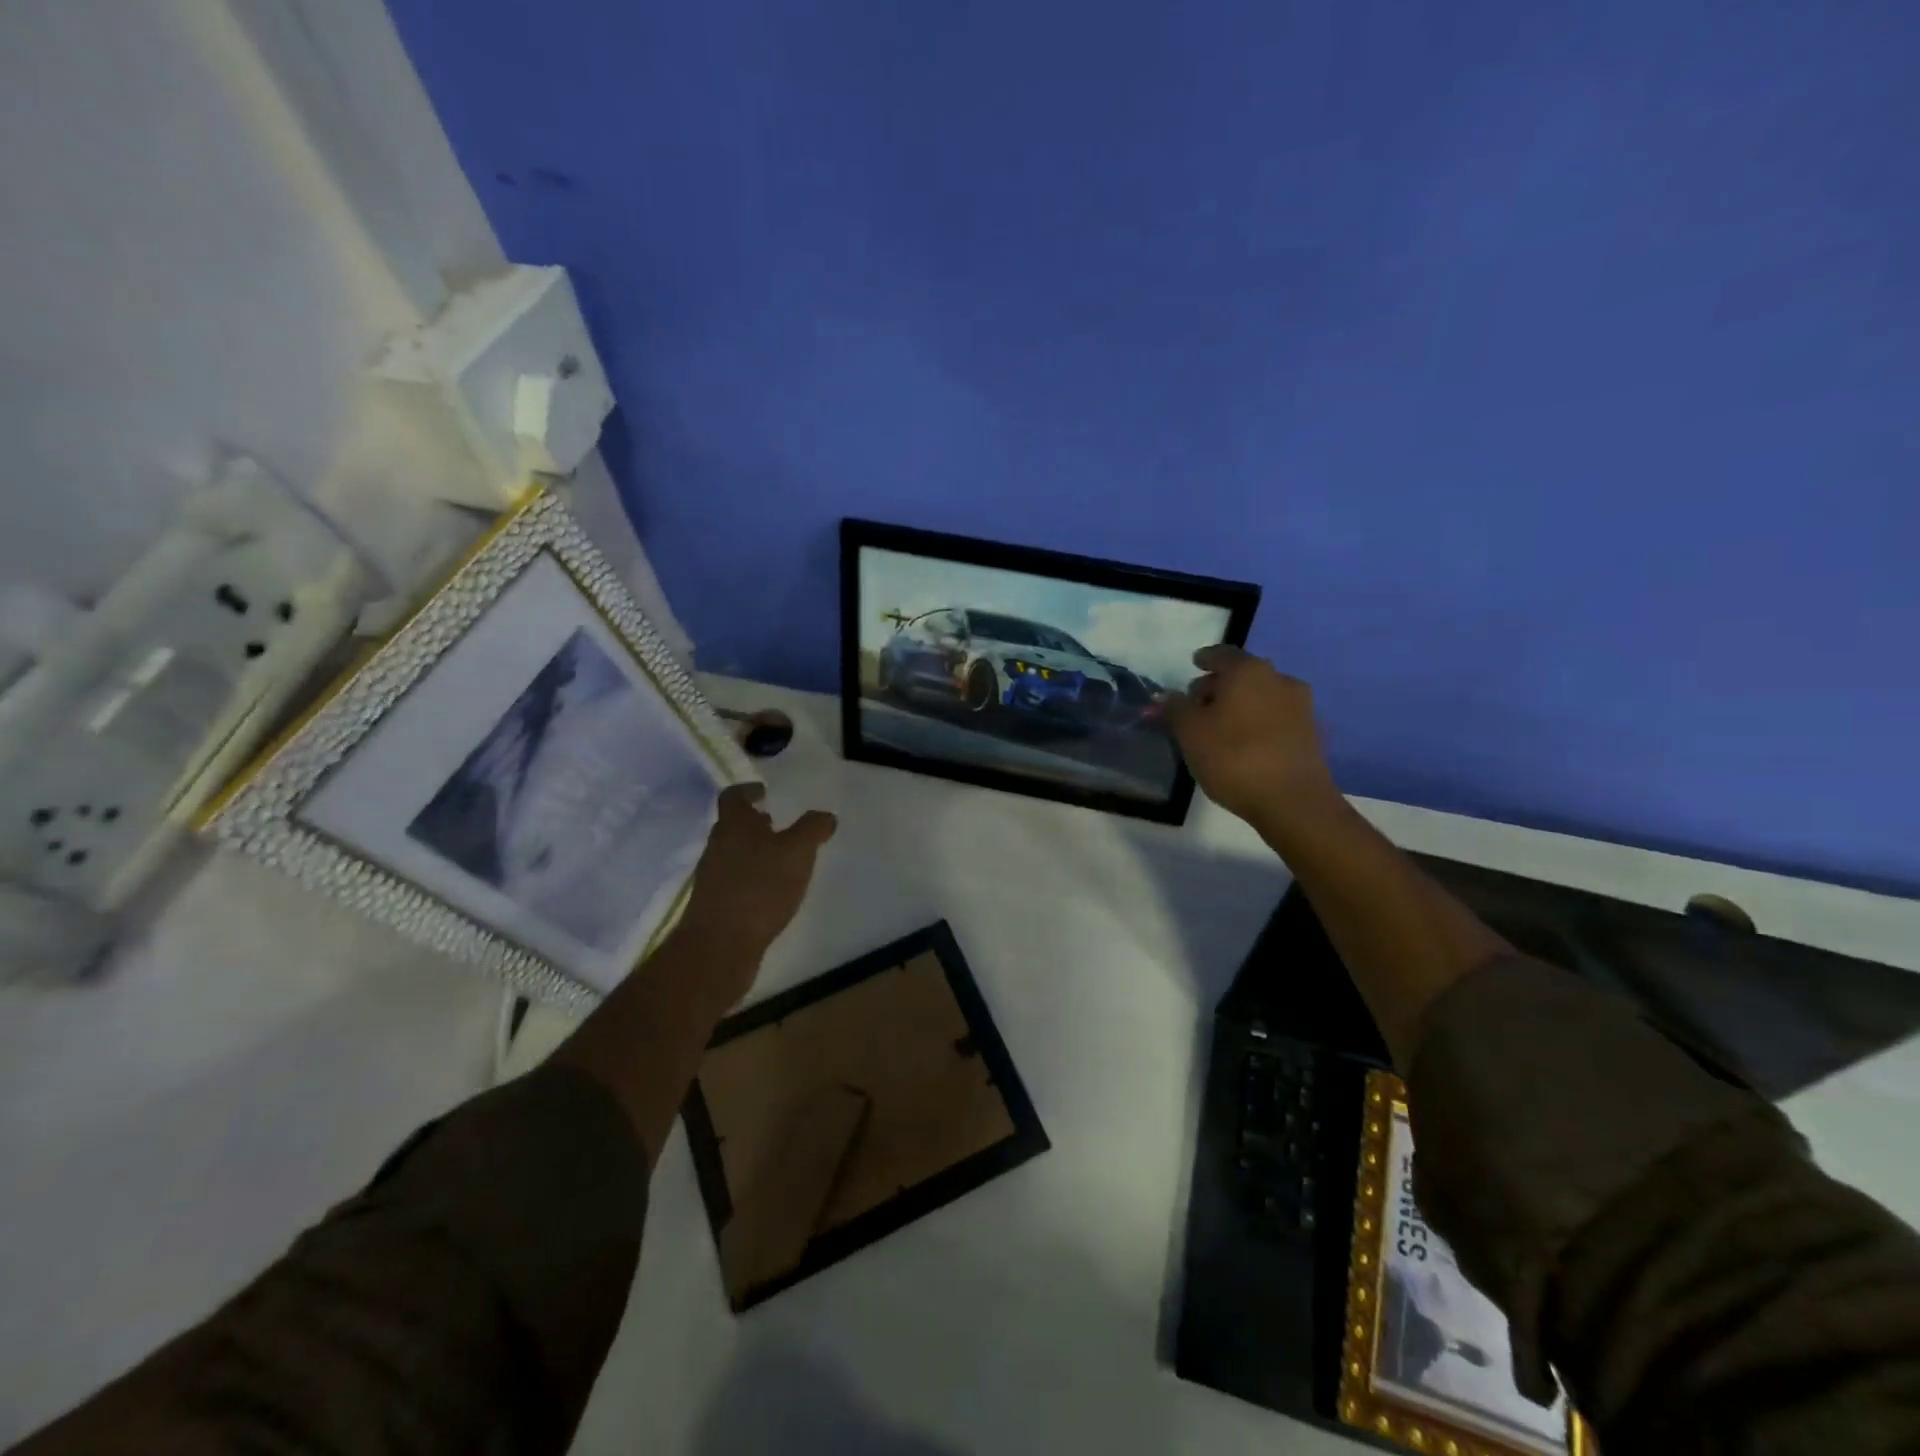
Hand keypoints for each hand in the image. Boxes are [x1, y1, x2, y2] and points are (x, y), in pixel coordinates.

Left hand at [676, 784, 836, 997]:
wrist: (719, 945)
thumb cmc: (760, 887)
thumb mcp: (797, 852)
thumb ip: (812, 829)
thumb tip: (825, 816)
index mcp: (734, 824)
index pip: (734, 796)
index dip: (748, 790)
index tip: (765, 792)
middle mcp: (718, 845)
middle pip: (732, 825)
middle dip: (755, 823)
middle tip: (778, 825)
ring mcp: (712, 876)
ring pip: (733, 853)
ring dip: (754, 852)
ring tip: (781, 860)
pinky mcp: (714, 904)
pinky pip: (734, 880)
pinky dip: (751, 878)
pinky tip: (771, 893)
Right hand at [1167, 646, 1342, 835]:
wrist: (1293, 801)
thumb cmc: (1234, 758)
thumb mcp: (1190, 733)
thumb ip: (1175, 708)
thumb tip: (1167, 695)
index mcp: (1248, 670)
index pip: (1221, 654)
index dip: (1204, 659)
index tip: (1194, 664)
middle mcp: (1278, 679)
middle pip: (1242, 674)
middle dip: (1219, 685)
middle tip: (1198, 704)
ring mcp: (1300, 705)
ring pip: (1261, 695)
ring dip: (1240, 704)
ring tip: (1219, 727)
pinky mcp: (1310, 732)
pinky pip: (1275, 717)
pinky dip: (1257, 722)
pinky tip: (1244, 743)